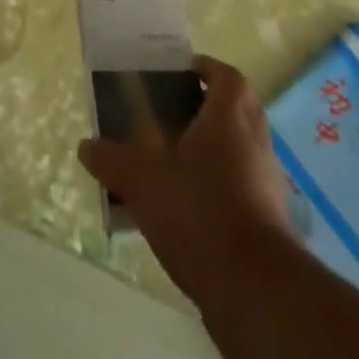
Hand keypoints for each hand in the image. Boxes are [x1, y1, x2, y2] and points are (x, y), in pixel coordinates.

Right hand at [77, 55, 295, 302]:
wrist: (256, 290)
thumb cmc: (200, 213)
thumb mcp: (143, 182)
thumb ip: (113, 160)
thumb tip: (86, 146)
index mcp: (230, 116)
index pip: (226, 75)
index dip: (205, 68)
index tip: (180, 73)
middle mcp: (256, 140)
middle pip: (237, 109)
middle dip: (207, 108)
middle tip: (172, 114)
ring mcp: (268, 181)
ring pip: (241, 149)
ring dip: (214, 149)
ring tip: (174, 163)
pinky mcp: (272, 220)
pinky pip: (244, 186)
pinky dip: (221, 186)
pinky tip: (190, 208)